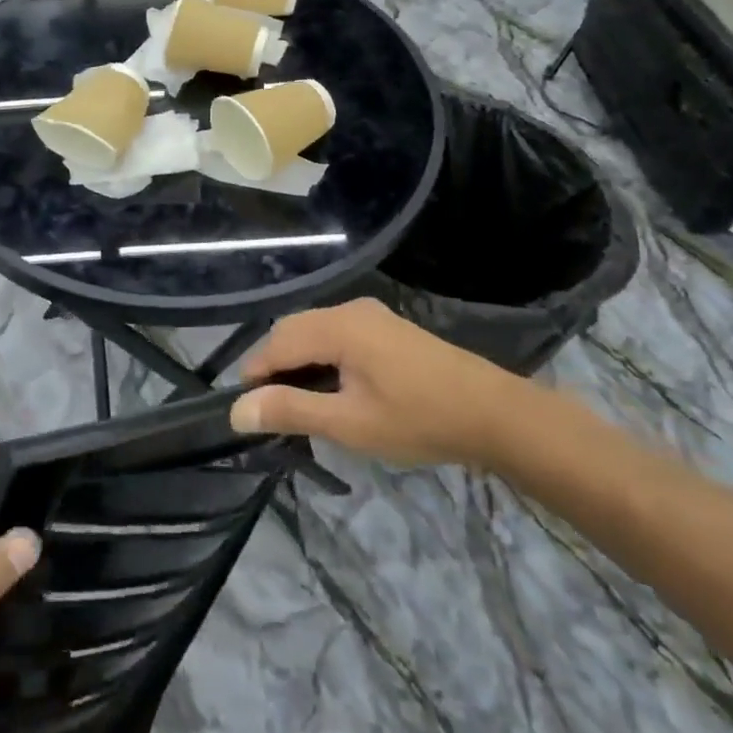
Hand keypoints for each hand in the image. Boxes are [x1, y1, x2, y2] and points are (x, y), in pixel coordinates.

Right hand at [231, 299, 528, 468]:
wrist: (495, 414)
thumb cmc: (419, 420)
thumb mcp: (349, 423)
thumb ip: (291, 410)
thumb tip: (237, 409)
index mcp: (337, 326)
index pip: (277, 343)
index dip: (256, 374)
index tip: (247, 411)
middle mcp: (349, 310)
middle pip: (292, 330)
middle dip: (274, 366)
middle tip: (273, 411)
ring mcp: (370, 315)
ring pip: (314, 331)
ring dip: (298, 361)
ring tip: (299, 403)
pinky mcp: (385, 327)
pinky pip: (335, 333)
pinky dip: (321, 356)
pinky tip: (332, 387)